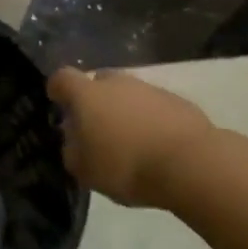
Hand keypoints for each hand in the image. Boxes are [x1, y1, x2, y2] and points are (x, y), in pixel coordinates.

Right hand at [49, 67, 215, 207]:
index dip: (57, 89)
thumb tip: (74, 141)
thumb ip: (72, 151)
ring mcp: (149, 88)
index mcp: (87, 94)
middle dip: (94, 99)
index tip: (57, 103)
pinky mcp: (177, 101)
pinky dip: (150, 119)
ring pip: (128, 93)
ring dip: (125, 110)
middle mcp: (116, 82)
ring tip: (130, 141)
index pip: (62, 78)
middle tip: (96, 127)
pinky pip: (154, 106)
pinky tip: (156, 144)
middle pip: (98, 81)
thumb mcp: (85, 171)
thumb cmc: (127, 166)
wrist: (190, 164)